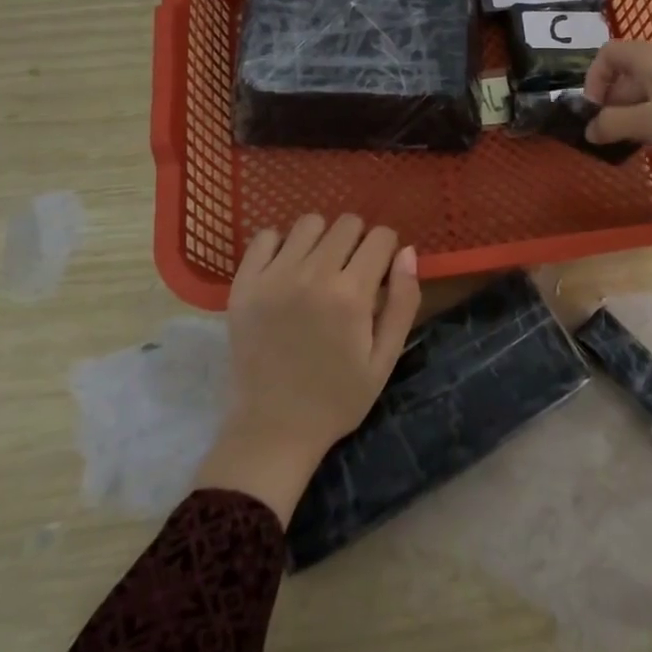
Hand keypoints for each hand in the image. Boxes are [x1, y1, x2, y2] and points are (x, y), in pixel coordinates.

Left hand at [192, 214, 420, 524]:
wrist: (272, 429)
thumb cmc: (337, 398)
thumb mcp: (385, 359)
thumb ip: (403, 302)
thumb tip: (407, 251)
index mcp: (351, 295)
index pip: (381, 237)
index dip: (387, 251)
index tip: (380, 272)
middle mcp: (312, 275)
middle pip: (347, 224)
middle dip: (358, 242)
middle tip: (351, 273)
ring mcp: (273, 277)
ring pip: (309, 222)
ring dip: (322, 239)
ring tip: (318, 269)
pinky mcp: (244, 284)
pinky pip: (265, 236)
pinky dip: (281, 245)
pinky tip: (287, 269)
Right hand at [583, 40, 651, 208]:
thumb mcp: (651, 122)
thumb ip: (614, 125)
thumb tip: (590, 130)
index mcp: (647, 57)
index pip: (607, 54)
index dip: (593, 80)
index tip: (594, 112)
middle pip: (626, 72)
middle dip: (614, 103)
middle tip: (613, 136)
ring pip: (649, 87)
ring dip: (636, 112)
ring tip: (638, 142)